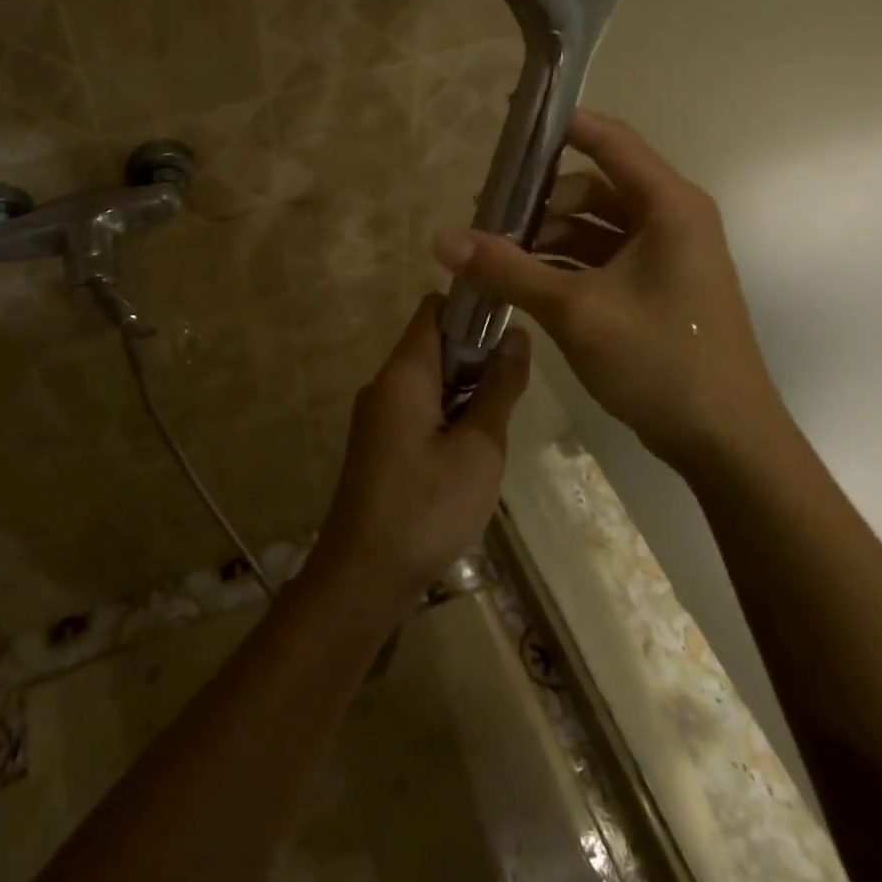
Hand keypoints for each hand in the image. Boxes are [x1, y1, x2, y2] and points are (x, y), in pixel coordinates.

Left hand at [316, 296, 530, 609]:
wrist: (364, 573)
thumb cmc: (427, 507)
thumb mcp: (479, 448)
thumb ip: (499, 389)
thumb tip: (517, 336)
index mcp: (404, 373)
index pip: (434, 308)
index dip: (472, 307)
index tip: (511, 327)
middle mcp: (384, 383)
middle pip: (431, 341)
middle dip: (475, 352)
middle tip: (515, 382)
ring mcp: (378, 413)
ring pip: (427, 376)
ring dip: (465, 385)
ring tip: (501, 416)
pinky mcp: (379, 441)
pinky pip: (417, 406)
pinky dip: (448, 410)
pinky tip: (474, 445)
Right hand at [433, 110, 787, 478]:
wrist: (725, 443)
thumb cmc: (660, 361)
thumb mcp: (575, 311)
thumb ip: (507, 270)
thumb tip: (441, 239)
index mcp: (668, 207)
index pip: (608, 140)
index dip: (558, 126)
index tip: (506, 123)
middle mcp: (669, 220)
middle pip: (592, 186)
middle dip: (538, 199)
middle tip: (486, 216)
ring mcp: (663, 256)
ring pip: (592, 226)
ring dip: (545, 236)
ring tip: (494, 257)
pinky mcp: (653, 288)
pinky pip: (599, 258)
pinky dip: (561, 264)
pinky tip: (522, 282)